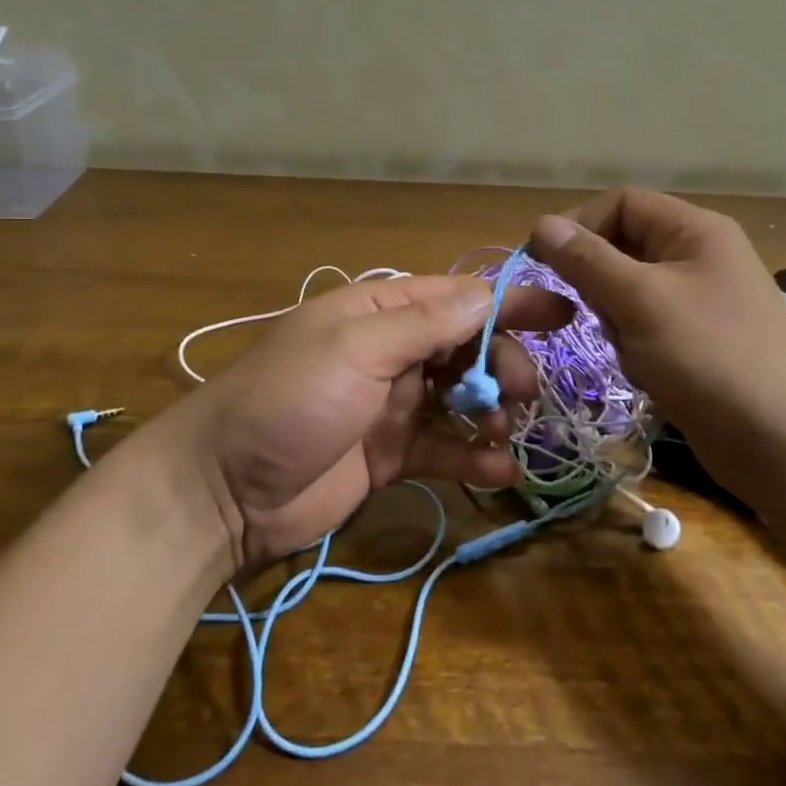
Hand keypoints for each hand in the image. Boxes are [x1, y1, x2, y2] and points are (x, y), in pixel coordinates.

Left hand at [154, 274, 570, 567]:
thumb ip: (425, 324)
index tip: (564, 312)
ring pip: (461, 398)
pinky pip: (443, 449)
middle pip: (467, 347)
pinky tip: (499, 471)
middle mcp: (390, 351)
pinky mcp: (390, 455)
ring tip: (503, 431)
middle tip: (520, 391)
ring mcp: (391, 405)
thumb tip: (488, 293)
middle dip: (500, 364)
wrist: (221, 492)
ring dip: (491, 411)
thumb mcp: (355, 349)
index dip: (511, 302)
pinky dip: (472, 457)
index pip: (457, 296)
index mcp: (378, 312)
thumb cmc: (288, 401)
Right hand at [529, 188, 785, 505]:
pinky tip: (653, 377)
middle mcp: (700, 257)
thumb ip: (586, 260)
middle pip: (623, 249)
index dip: (578, 225)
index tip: (540, 262)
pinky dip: (637, 350)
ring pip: (630, 295)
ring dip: (618, 324)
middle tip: (597, 319)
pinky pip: (647, 330)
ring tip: (637, 354)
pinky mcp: (699, 345)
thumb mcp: (640, 301)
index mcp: (695, 230)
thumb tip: (540, 224)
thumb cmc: (711, 358)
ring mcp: (702, 303)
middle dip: (600, 284)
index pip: (621, 203)